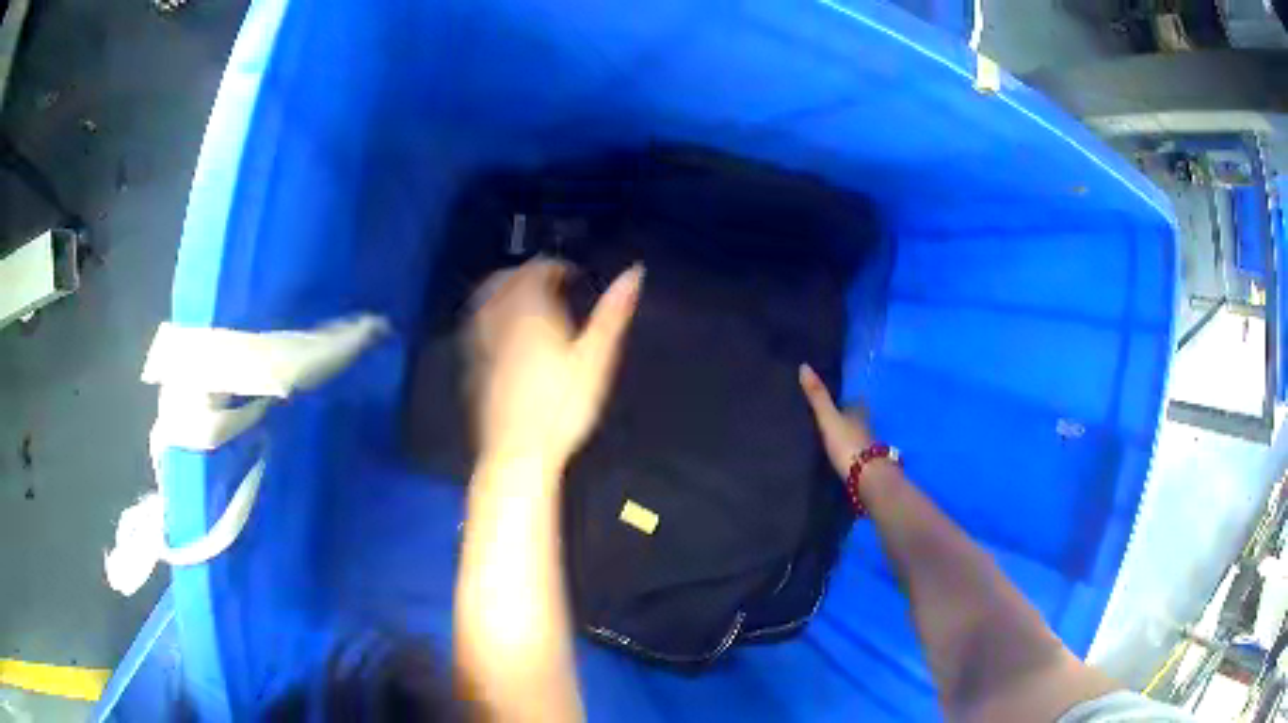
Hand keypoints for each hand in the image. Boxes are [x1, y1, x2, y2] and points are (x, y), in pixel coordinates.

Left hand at [466, 258, 642, 473]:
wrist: (517, 452)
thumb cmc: (562, 406)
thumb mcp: (596, 359)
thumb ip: (612, 314)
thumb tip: (634, 272)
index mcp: (530, 311)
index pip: (535, 270)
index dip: (555, 267)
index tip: (574, 277)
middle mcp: (499, 320)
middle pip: (504, 280)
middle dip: (525, 273)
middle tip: (549, 283)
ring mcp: (481, 343)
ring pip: (486, 300)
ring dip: (504, 290)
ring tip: (526, 300)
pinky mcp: (473, 366)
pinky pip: (478, 325)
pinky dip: (492, 316)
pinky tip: (506, 333)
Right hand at [798, 363, 873, 477]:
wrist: (868, 477)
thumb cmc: (848, 444)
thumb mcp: (829, 419)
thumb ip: (818, 397)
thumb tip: (804, 365)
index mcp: (859, 410)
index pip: (854, 400)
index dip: (845, 399)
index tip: (834, 397)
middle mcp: (867, 424)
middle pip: (857, 417)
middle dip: (848, 416)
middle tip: (831, 416)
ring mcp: (870, 445)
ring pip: (859, 434)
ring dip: (850, 434)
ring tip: (834, 436)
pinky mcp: (868, 463)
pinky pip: (859, 452)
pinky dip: (852, 451)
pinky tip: (843, 455)